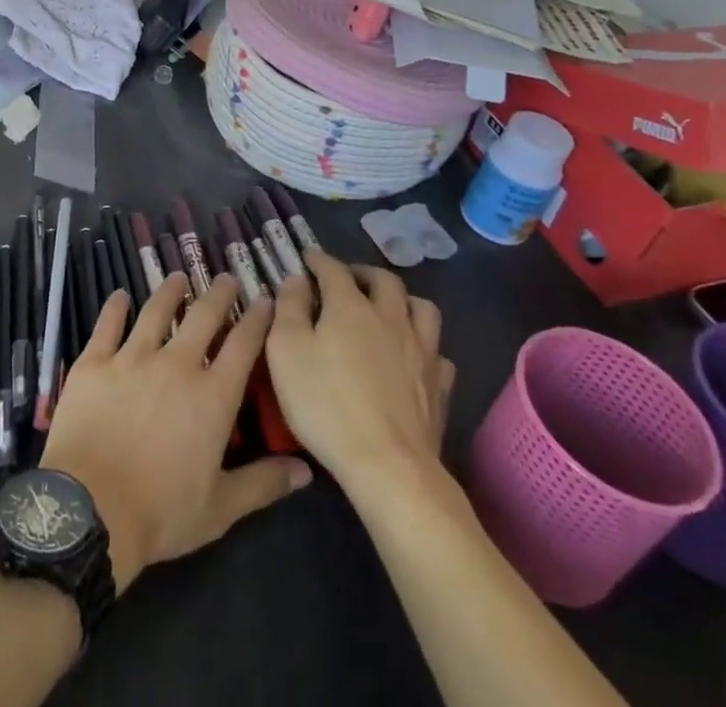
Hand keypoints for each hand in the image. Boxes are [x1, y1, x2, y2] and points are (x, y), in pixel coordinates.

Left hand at [40, 275, 312, 593]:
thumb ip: (262, 484)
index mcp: (212, 397)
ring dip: (169, 291)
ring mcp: (132, 358)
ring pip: (155, 312)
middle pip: (203, 317)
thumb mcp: (220, 509)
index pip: (242, 346)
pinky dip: (115, 308)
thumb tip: (305, 471)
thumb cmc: (161, 514)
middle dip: (218, 294)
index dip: (256, 319)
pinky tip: (120, 295)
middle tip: (226, 278)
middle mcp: (176, 365)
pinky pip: (107, 325)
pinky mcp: (94, 362)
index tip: (264, 299)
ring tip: (177, 277)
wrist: (90, 510)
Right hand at [265, 253, 460, 502]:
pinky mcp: (439, 385)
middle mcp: (390, 317)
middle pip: (384, 279)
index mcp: (350, 306)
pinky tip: (412, 357)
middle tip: (348, 280)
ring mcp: (421, 350)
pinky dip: (423, 346)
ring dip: (403, 300)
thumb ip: (289, 307)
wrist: (388, 466)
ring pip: (421, 308)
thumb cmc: (327, 404)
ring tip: (387, 310)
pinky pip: (437, 352)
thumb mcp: (286, 351)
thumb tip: (296, 279)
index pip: (334, 269)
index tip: (307, 259)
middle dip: (363, 273)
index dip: (319, 260)